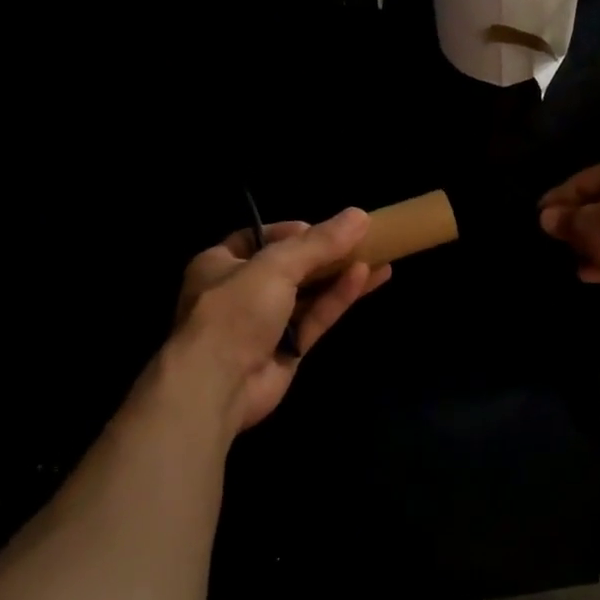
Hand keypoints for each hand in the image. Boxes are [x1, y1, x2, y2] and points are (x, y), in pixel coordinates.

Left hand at [168, 209, 391, 432]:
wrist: (219, 384)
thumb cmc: (236, 311)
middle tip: (361, 239)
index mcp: (220, 264)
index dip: (291, 231)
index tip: (324, 228)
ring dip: (340, 274)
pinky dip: (339, 298)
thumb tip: (359, 215)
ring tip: (380, 256)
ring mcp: (265, 323)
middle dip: (325, 253)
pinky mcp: (288, 348)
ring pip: (309, 293)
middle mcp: (241, 291)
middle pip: (290, 266)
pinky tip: (367, 277)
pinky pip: (316, 317)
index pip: (258, 238)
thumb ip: (319, 242)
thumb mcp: (276, 266)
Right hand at [537, 147, 599, 316]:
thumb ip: (565, 220)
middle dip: (579, 224)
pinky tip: (592, 273)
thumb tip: (547, 218)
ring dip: (595, 244)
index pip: (586, 179)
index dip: (559, 199)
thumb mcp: (587, 225)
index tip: (538, 215)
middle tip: (555, 239)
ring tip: (571, 259)